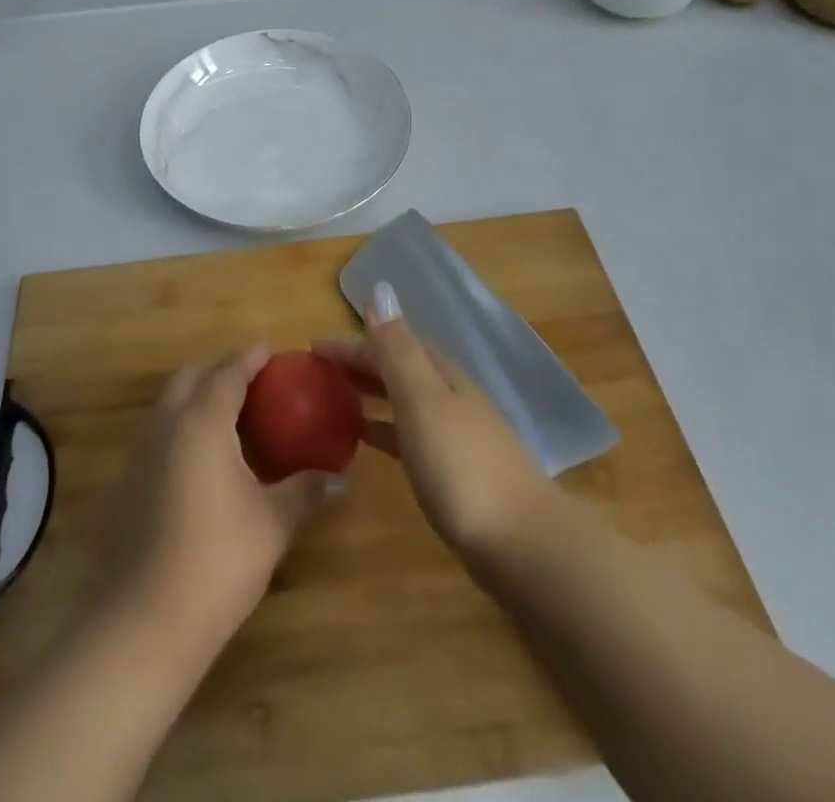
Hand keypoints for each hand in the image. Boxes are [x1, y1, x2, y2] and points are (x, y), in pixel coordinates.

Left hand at [90, 347, 339, 652]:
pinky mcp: (126, 481)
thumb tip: (341, 480)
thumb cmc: (217, 560)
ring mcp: (140, 452)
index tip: (271, 350)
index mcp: (202, 419)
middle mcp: (166, 423)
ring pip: (170, 403)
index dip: (251, 357)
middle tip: (253, 381)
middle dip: (221, 369)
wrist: (143, 622)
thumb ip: (306, 492)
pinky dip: (182, 426)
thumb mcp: (272, 523)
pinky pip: (159, 433)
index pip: (229, 371)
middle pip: (192, 376)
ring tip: (232, 417)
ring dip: (198, 396)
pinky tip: (204, 460)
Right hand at [313, 282, 549, 558]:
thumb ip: (398, 349)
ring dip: (370, 393)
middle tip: (318, 372)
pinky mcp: (453, 470)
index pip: (389, 344)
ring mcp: (454, 434)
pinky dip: (384, 428)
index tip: (312, 348)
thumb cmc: (462, 466)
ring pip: (403, 400)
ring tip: (335, 399)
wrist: (522, 543)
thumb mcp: (423, 400)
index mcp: (441, 374)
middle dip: (359, 364)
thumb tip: (379, 291)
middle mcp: (449, 395)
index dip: (351, 343)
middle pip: (398, 368)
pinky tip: (366, 439)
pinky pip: (407, 434)